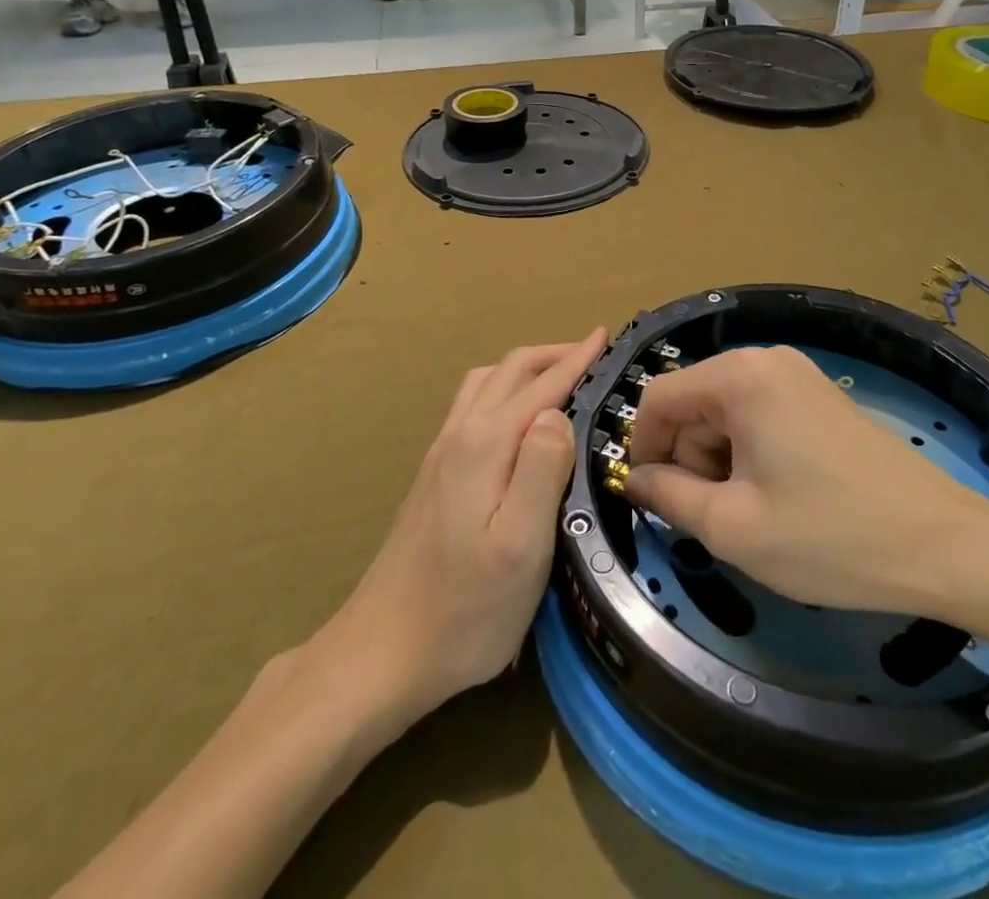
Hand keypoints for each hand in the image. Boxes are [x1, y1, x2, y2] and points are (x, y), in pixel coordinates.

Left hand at [329, 330, 606, 719]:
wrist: (381, 653)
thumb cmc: (464, 610)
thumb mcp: (521, 547)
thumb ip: (542, 470)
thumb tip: (558, 413)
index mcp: (486, 444)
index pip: (542, 385)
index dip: (577, 358)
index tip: (607, 335)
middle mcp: (460, 434)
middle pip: (510, 370)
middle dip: (554, 354)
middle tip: (594, 353)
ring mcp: (441, 453)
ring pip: (486, 383)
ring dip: (526, 368)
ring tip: (559, 376)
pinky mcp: (433, 474)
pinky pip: (473, 404)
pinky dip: (504, 389)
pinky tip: (515, 416)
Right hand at [626, 345, 988, 617]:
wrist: (942, 545)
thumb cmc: (829, 536)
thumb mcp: (733, 527)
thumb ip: (668, 497)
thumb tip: (635, 479)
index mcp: (740, 376)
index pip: (659, 397)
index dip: (642, 448)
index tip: (650, 499)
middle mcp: (766, 361)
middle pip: (694, 404)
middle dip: (689, 459)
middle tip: (718, 518)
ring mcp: (798, 376)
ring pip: (725, 414)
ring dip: (720, 463)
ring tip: (753, 515)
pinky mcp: (819, 398)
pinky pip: (759, 417)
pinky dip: (751, 456)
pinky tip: (779, 499)